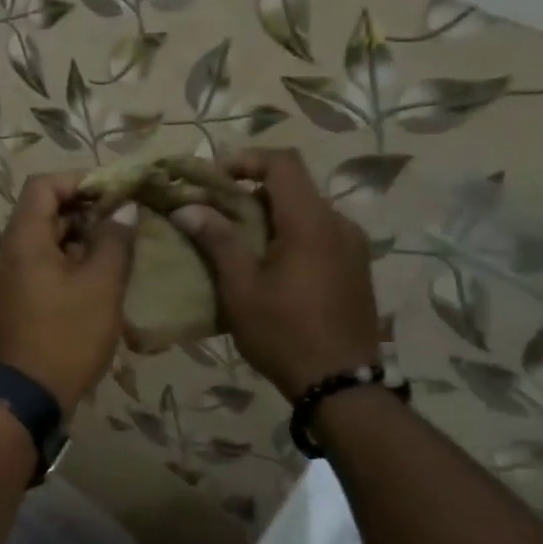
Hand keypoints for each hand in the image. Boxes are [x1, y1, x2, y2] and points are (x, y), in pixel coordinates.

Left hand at [0, 172, 136, 414]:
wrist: (26, 396)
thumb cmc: (66, 336)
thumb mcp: (101, 286)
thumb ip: (114, 240)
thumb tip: (124, 208)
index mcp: (22, 240)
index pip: (43, 185)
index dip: (80, 180)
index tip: (115, 192)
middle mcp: (6, 253)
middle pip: (42, 212)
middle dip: (84, 211)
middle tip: (123, 223)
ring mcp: (6, 279)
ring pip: (43, 242)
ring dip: (78, 239)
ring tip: (116, 251)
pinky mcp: (11, 301)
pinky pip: (38, 267)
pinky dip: (66, 263)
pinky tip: (96, 280)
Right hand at [170, 149, 380, 397]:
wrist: (341, 384)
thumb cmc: (284, 333)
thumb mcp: (241, 288)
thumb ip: (217, 241)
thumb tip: (187, 207)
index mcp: (311, 222)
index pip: (282, 163)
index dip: (245, 159)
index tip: (213, 179)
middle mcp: (339, 224)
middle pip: (293, 186)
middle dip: (250, 192)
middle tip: (214, 214)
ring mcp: (353, 246)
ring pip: (305, 211)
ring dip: (269, 215)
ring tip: (236, 243)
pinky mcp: (355, 267)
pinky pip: (318, 234)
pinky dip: (288, 235)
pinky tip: (267, 266)